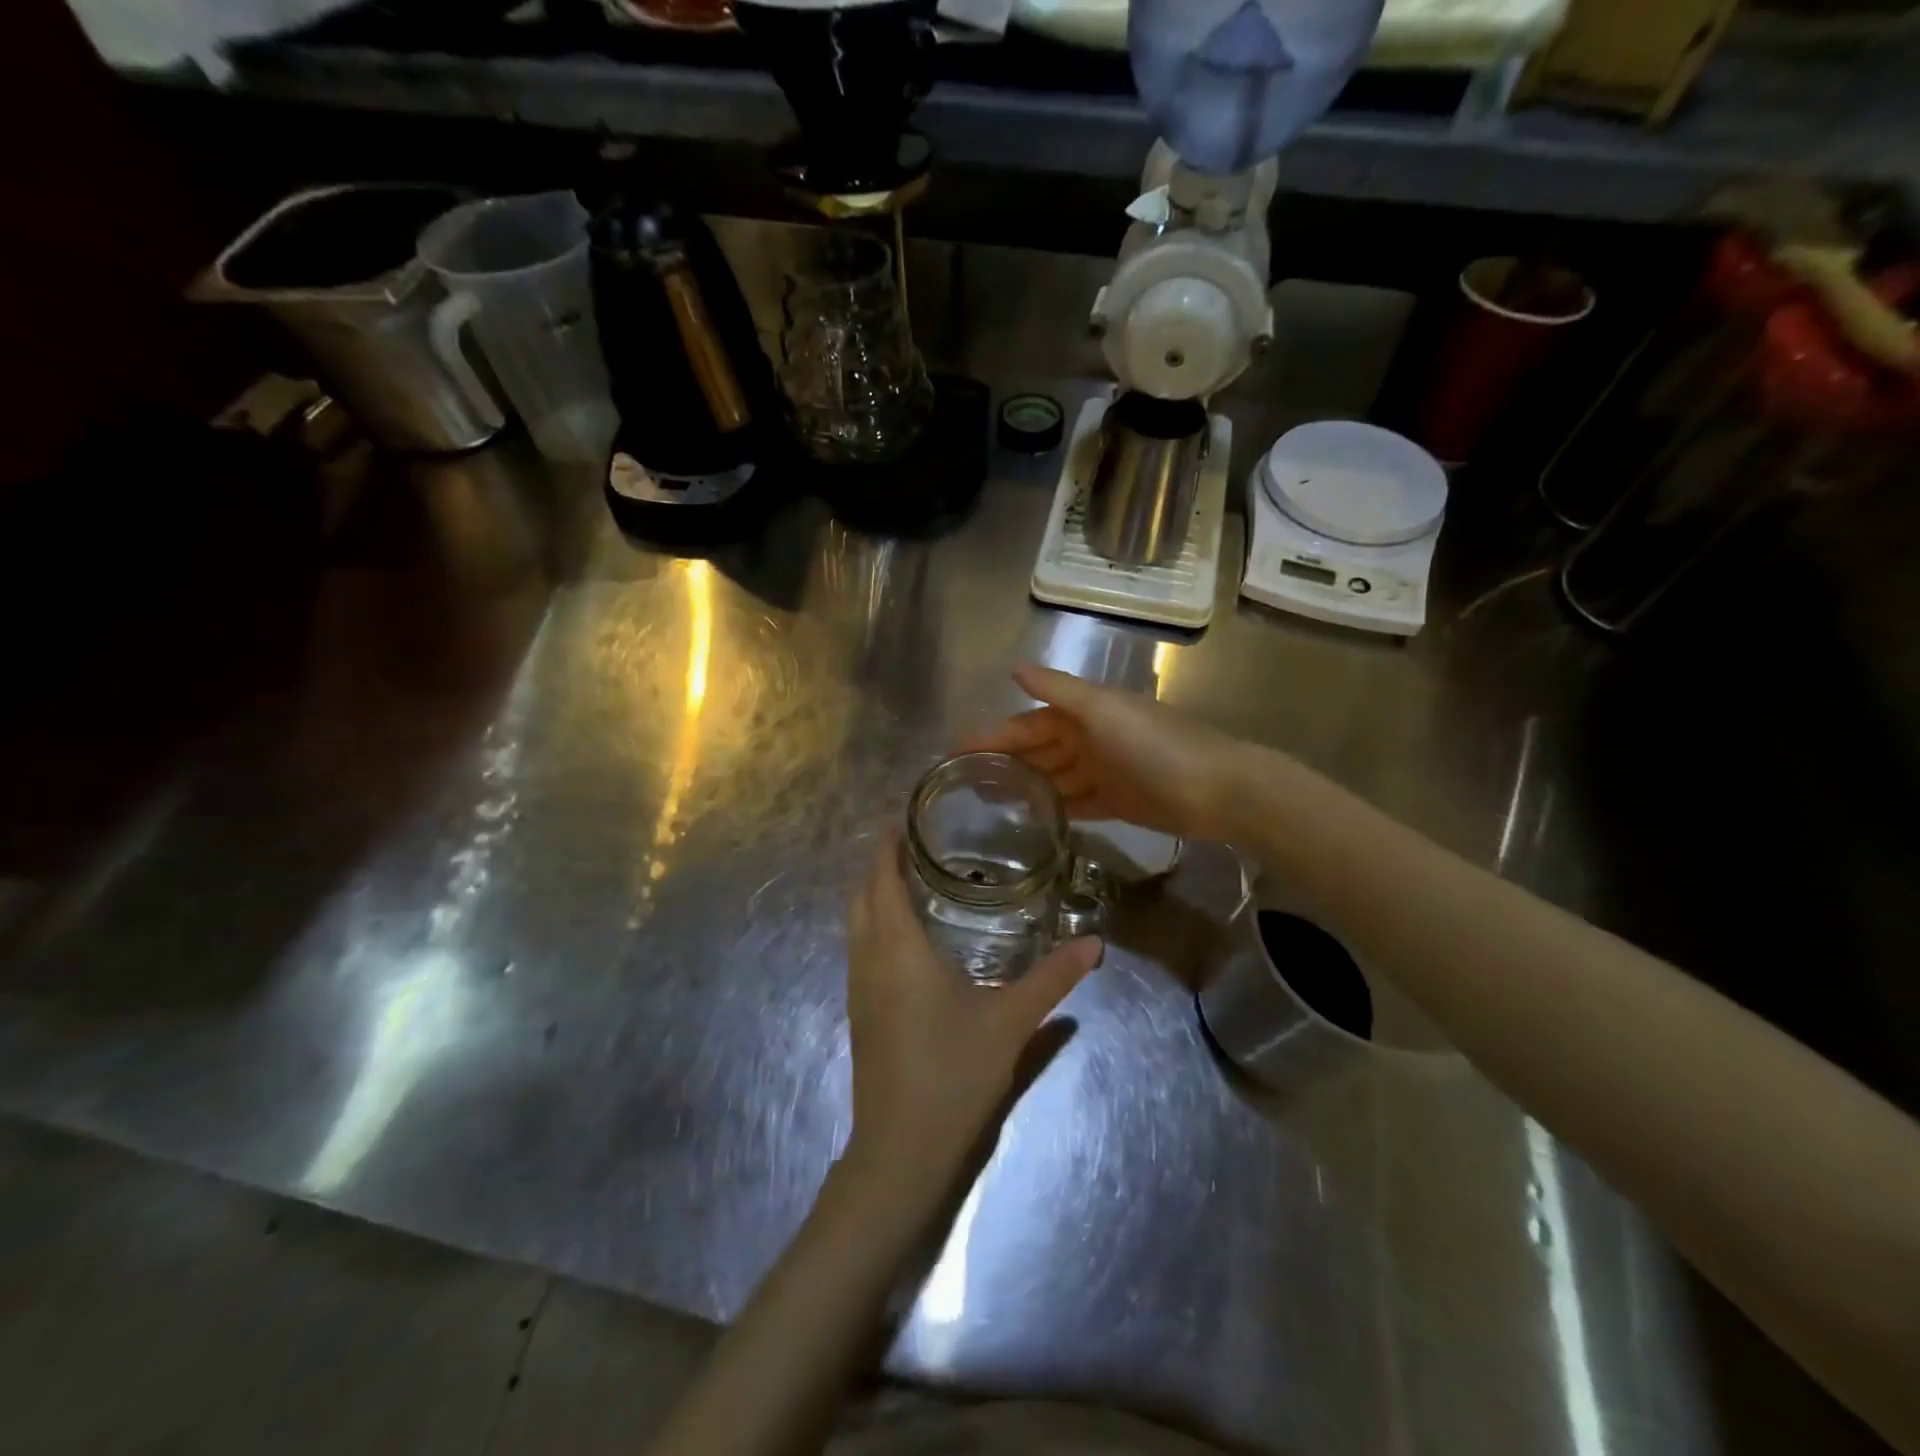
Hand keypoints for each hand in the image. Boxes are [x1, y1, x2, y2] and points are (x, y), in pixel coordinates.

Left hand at [844, 833, 1100, 1193]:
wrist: (900, 1149)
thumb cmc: (953, 1072)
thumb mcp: (1012, 1021)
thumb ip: (1053, 978)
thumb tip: (1095, 943)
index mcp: (899, 948)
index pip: (882, 880)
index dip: (885, 846)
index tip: (898, 819)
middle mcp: (869, 959)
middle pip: (861, 897)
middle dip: (878, 866)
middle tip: (914, 846)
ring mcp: (858, 988)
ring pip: (856, 925)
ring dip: (873, 897)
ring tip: (910, 882)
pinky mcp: (859, 1013)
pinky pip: (859, 950)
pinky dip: (874, 926)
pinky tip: (905, 941)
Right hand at [962, 664, 1247, 842]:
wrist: (1219, 790)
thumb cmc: (1156, 745)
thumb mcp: (1103, 711)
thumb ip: (1059, 691)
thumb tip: (1014, 668)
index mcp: (1084, 714)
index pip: (1027, 724)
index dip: (992, 736)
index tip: (954, 750)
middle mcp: (1090, 739)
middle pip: (1037, 752)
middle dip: (1004, 763)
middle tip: (962, 784)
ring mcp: (1103, 772)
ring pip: (1053, 779)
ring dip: (1025, 788)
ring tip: (987, 805)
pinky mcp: (1117, 803)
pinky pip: (1077, 804)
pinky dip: (1056, 808)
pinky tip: (1031, 820)